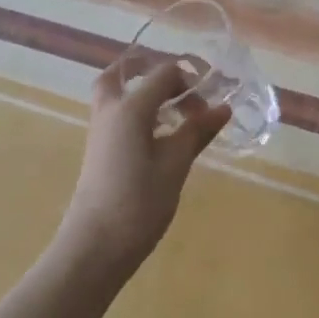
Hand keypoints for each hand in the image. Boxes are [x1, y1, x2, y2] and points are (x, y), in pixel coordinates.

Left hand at [58, 56, 230, 273]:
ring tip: (173, 112)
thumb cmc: (139, 202)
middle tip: (179, 88)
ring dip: (143, 91)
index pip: (163, 73)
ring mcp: (99, 128)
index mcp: (130, 107)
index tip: (210, 104)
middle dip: (152, 71)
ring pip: (116, 92)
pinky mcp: (98, 148)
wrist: (95, 245)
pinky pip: (115, 112)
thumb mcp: (175, 164)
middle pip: (125, 71)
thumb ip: (197, 131)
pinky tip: (157, 135)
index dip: (190, 81)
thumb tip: (224, 108)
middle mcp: (110, 109)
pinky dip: (135, 110)